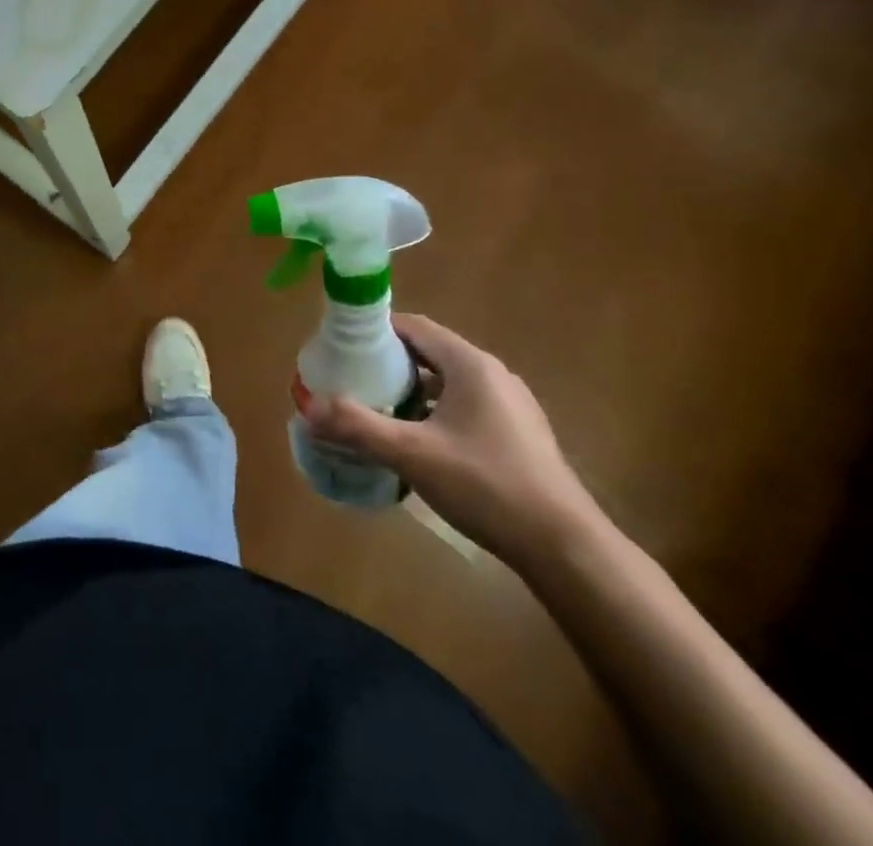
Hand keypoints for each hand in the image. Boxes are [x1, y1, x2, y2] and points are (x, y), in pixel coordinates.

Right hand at [301, 315, 598, 568]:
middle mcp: (492, 373)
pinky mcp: (518, 433)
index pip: (415, 326)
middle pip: (430, 353)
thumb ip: (358, 427)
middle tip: (354, 382)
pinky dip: (436, 413)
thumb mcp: (413, 454)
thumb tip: (308, 408)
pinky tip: (419, 445)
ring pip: (448, 383)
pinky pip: (466, 407)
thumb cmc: (486, 485)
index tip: (344, 347)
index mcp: (470, 364)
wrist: (563, 546)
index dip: (377, 331)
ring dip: (413, 392)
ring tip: (379, 413)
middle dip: (390, 365)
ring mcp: (510, 404)